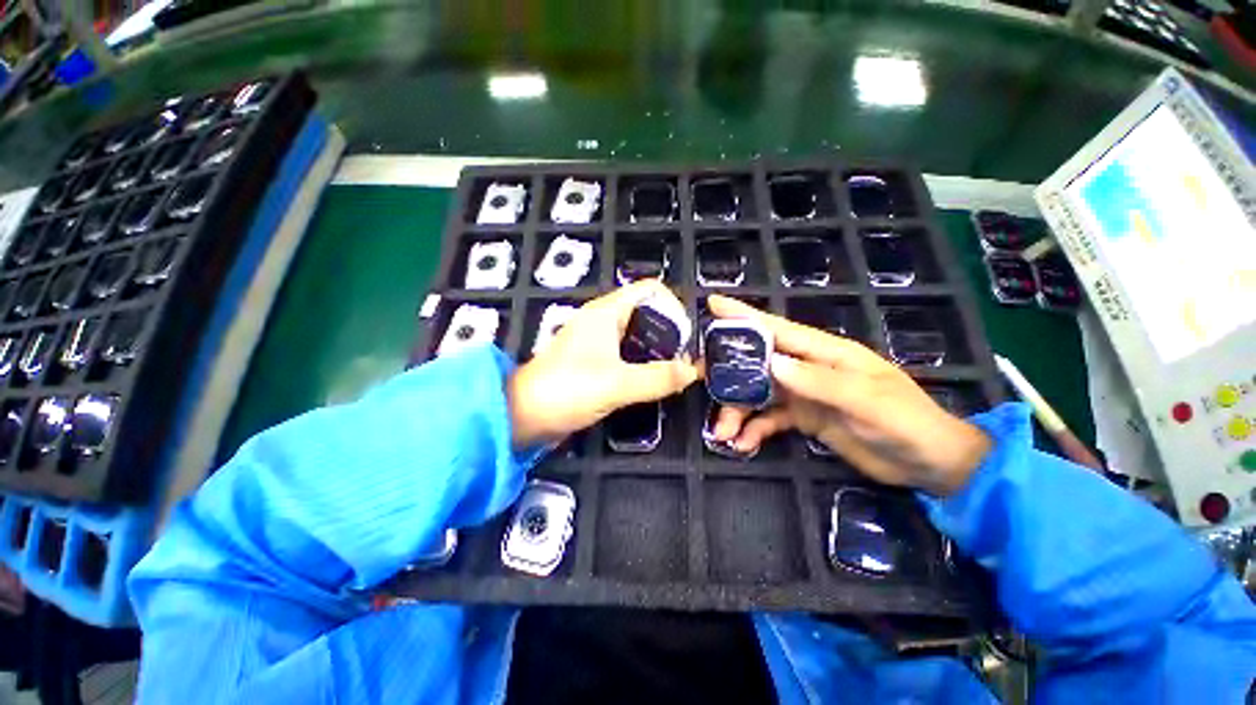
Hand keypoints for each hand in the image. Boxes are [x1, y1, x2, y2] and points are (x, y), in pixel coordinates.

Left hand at [508, 281, 698, 448]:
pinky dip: (644, 362)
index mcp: (606, 312)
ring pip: (638, 334)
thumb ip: (658, 377)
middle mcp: (603, 320)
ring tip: (676, 370)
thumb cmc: (567, 390)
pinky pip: (628, 352)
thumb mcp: (617, 384)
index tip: (685, 337)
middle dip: (669, 332)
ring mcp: (597, 341)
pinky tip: (655, 379)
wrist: (524, 415)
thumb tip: (692, 371)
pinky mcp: (595, 360)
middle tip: (685, 357)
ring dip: (658, 349)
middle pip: (647, 312)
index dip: (673, 306)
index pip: (650, 290)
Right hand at [706, 295, 990, 495]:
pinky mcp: (802, 417)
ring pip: (757, 392)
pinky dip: (753, 429)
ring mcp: (802, 393)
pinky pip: (768, 419)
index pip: (778, 329)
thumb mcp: (867, 401)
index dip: (744, 316)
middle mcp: (807, 368)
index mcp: (824, 353)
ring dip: (737, 409)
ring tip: (724, 432)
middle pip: (757, 362)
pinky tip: (742, 444)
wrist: (927, 464)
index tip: (713, 305)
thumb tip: (772, 363)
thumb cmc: (906, 423)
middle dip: (728, 371)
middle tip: (700, 381)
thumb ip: (820, 381)